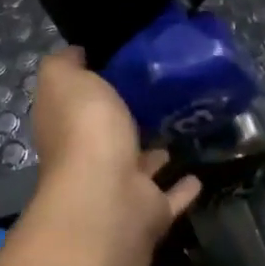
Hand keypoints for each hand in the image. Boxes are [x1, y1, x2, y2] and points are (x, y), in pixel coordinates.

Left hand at [26, 48, 199, 265]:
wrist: (108, 197)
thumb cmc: (85, 129)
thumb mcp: (65, 79)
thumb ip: (65, 63)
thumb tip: (76, 54)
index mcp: (65, 126)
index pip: (75, 99)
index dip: (91, 80)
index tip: (121, 59)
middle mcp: (87, 158)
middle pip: (106, 133)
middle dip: (125, 116)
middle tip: (159, 90)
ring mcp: (119, 187)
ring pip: (139, 164)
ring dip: (154, 151)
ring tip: (179, 126)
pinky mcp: (149, 211)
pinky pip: (169, 196)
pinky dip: (182, 188)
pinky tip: (198, 175)